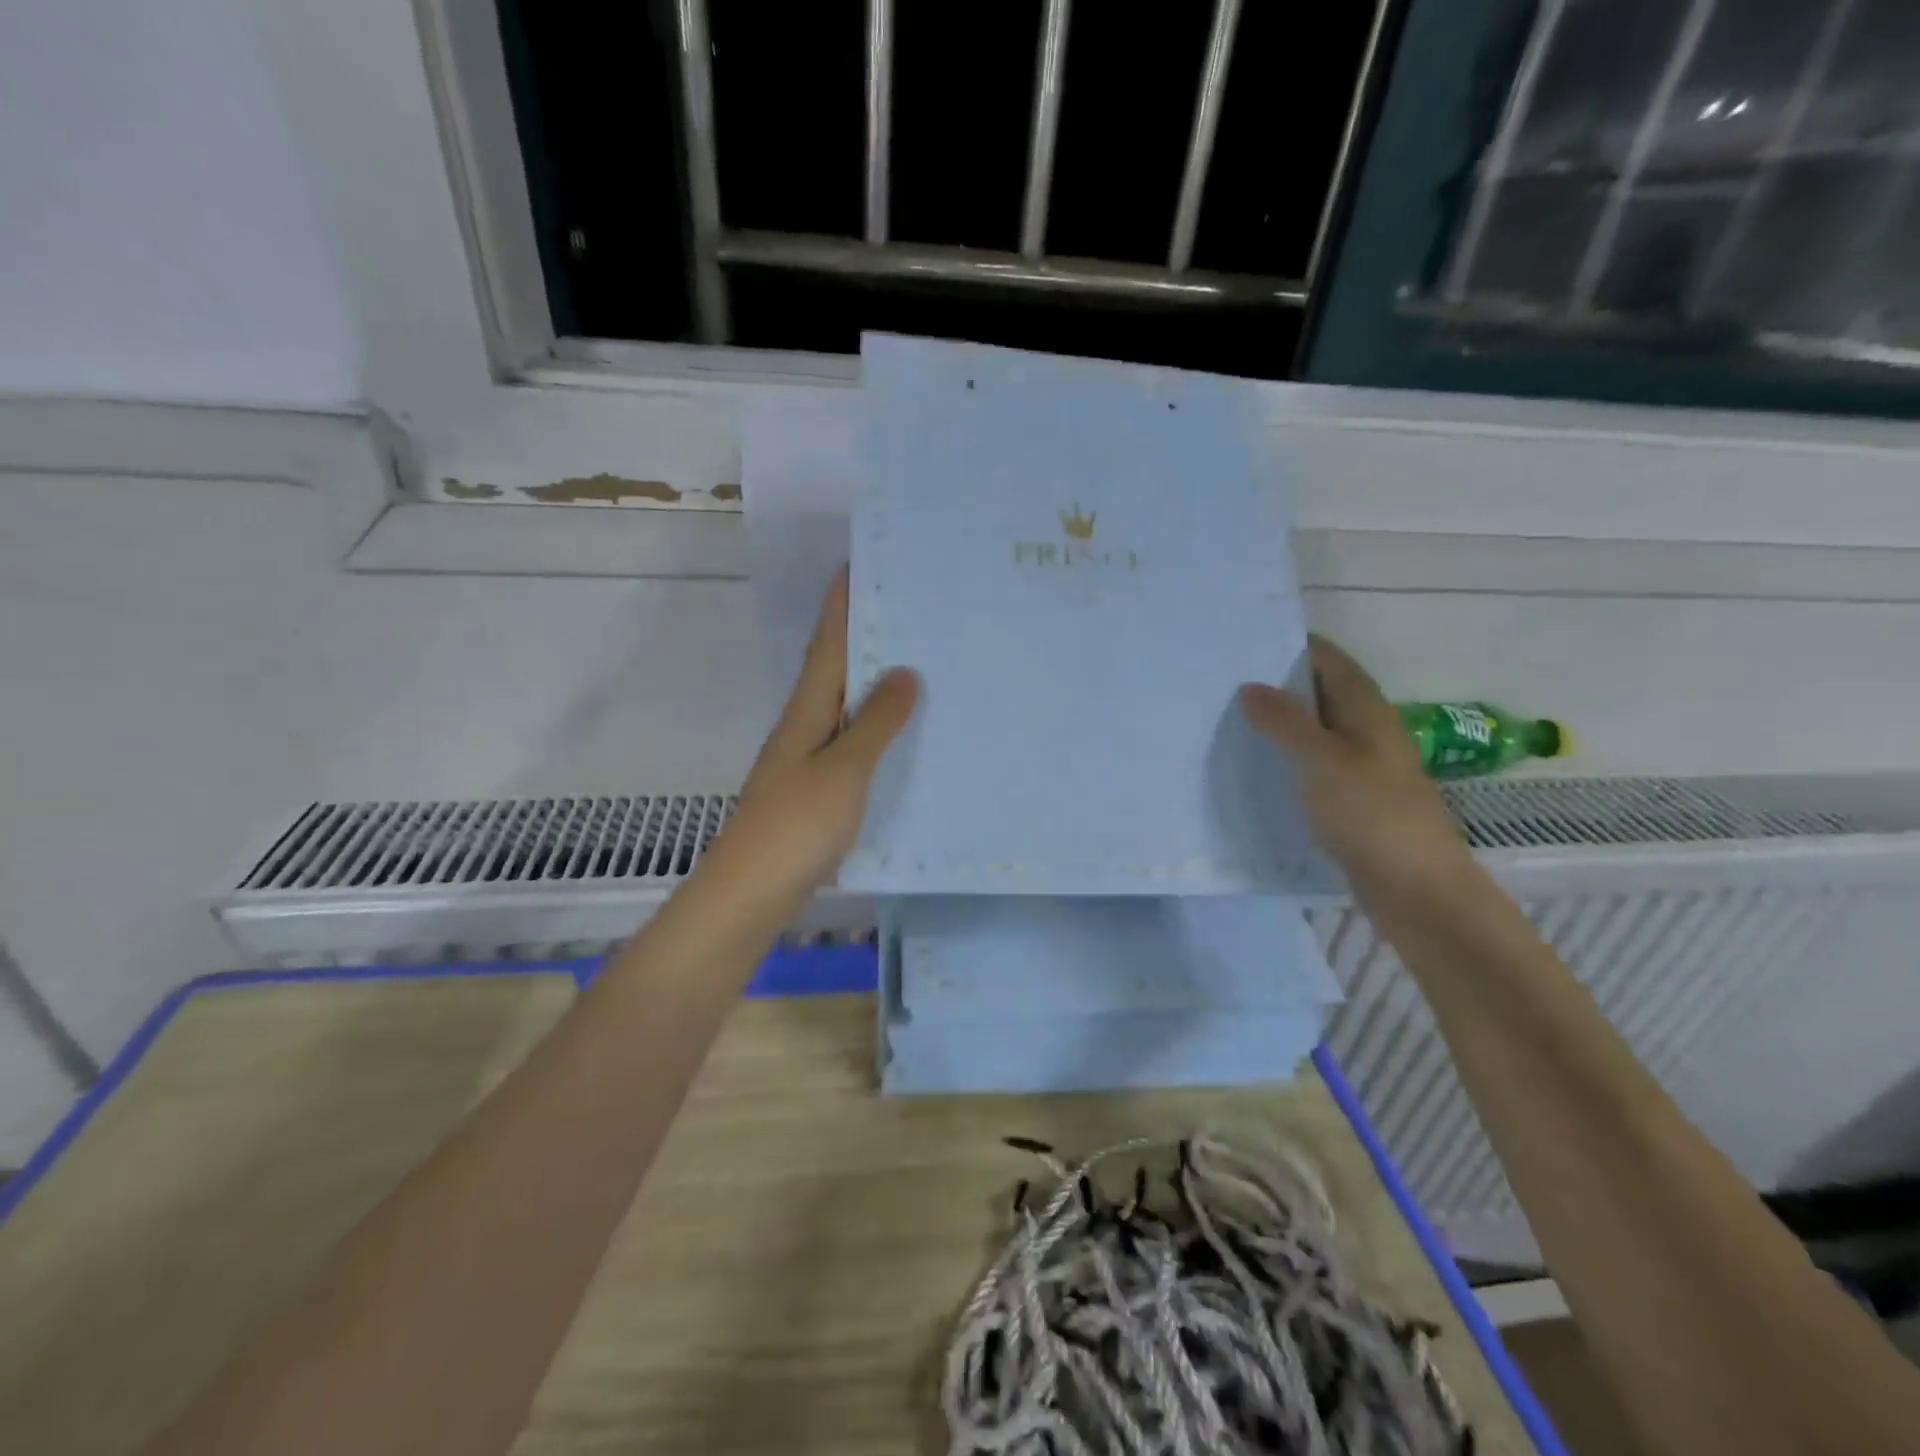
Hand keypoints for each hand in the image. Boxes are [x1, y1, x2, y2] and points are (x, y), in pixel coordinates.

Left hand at [711, 569, 917, 900]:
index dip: (842, 601)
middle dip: (867, 632)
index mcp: (807, 710)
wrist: (751, 894)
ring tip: (923, 658)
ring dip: (876, 679)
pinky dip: (880, 728)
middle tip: (914, 606)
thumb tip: (904, 670)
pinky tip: (908, 734)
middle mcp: (806, 725)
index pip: (829, 642)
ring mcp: (810, 759)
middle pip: (838, 667)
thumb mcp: (843, 770)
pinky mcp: (820, 790)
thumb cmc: (795, 826)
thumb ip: (875, 722)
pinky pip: (855, 743)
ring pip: (848, 705)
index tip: (863, 560)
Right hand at [1238, 636, 1472, 911]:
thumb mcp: (1322, 761)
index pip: (1326, 658)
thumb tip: (1249, 686)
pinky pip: (1310, 764)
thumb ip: (1284, 722)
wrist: (1416, 890)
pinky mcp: (1349, 798)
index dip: (1288, 645)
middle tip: (1219, 681)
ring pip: (1312, 730)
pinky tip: (1252, 767)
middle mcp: (1365, 729)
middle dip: (1275, 683)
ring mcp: (1359, 765)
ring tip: (1224, 719)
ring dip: (1277, 723)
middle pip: (1317, 692)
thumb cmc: (1373, 815)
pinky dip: (1284, 758)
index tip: (1240, 642)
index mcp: (1366, 709)